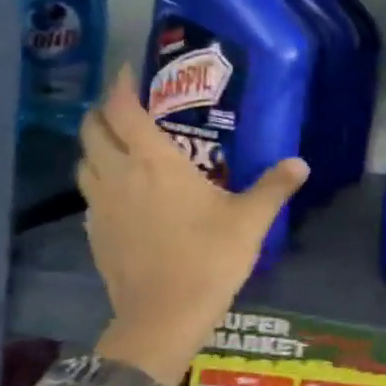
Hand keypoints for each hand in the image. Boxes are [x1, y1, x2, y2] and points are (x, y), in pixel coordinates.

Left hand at [77, 66, 307, 385]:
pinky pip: (89, 194)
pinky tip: (122, 194)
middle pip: (92, 131)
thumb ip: (274, 186)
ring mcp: (99, 206)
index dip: (121, 85)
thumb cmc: (209, 257)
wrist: (163, 315)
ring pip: (84, 162)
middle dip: (103, 112)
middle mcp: (119, 176)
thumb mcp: (251, 220)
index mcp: (154, 163)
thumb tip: (301, 162)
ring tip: (119, 145)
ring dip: (95, 146)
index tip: (130, 70)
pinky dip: (99, 181)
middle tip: (127, 107)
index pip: (124, 111)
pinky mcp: (94, 233)